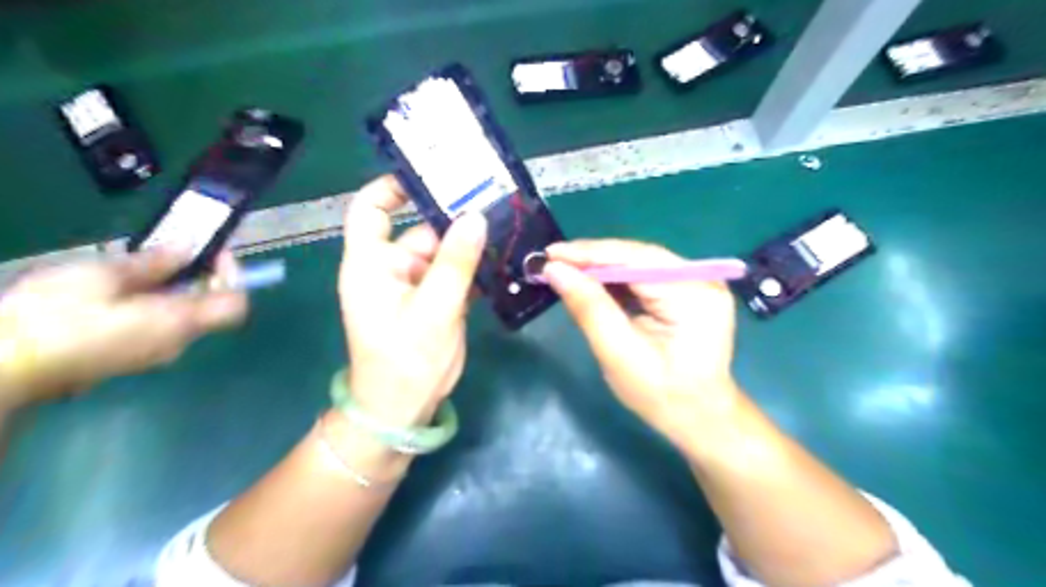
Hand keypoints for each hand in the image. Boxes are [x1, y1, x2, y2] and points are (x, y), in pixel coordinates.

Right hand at [0, 249, 248, 408]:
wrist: (0, 368)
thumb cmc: (51, 319)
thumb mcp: (99, 278)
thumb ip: (150, 264)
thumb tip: (186, 250)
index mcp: (179, 323)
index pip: (236, 304)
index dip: (233, 276)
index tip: (213, 252)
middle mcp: (177, 342)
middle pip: (211, 307)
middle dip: (202, 276)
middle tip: (174, 251)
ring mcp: (153, 353)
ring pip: (183, 315)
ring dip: (175, 287)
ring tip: (143, 262)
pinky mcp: (129, 356)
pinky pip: (159, 324)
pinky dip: (155, 302)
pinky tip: (122, 286)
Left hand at [337, 174, 489, 426]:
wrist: (405, 408)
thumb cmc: (405, 361)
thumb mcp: (433, 310)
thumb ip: (455, 263)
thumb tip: (475, 217)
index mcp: (371, 264)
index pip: (369, 210)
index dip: (392, 187)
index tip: (430, 175)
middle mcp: (392, 267)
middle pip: (421, 229)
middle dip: (454, 218)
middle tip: (494, 201)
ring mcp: (416, 284)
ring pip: (445, 252)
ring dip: (471, 244)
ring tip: (507, 226)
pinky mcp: (435, 300)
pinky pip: (455, 273)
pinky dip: (475, 267)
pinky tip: (503, 259)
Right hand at [545, 238, 737, 444]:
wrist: (700, 418)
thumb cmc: (661, 395)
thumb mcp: (618, 354)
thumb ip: (588, 307)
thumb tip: (555, 270)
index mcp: (693, 294)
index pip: (634, 259)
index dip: (589, 254)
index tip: (550, 254)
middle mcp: (701, 278)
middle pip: (638, 256)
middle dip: (593, 259)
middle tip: (552, 261)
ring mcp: (698, 282)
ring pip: (639, 263)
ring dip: (601, 267)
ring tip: (565, 270)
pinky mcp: (689, 291)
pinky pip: (646, 276)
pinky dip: (616, 279)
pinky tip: (591, 282)